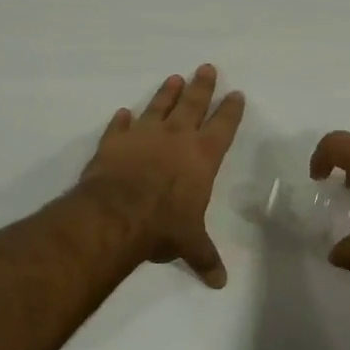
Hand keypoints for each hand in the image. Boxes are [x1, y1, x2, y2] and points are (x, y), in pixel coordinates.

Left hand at [80, 64, 245, 287]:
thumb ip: (204, 257)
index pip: (222, 126)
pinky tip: (123, 112)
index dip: (230, 110)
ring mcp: (143, 135)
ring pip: (158, 106)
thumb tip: (220, 283)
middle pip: (192, 104)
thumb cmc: (162, 226)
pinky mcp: (114, 142)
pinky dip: (122, 120)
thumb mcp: (189, 244)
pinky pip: (119, 126)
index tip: (236, 93)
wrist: (115, 215)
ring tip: (174, 78)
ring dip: (166, 93)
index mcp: (202, 157)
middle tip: (206, 67)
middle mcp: (175, 138)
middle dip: (201, 86)